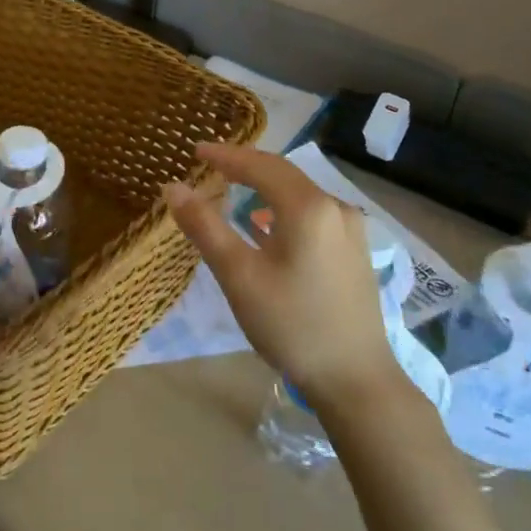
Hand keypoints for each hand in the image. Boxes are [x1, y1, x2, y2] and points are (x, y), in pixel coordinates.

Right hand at [163, 143, 398, 409]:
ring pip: (300, 192)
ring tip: (233, 189)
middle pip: (283, 173)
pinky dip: (283, 207)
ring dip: (265, 186)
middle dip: (245, 166)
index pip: (260, 165)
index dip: (226, 155)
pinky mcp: (355, 251)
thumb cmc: (292, 325)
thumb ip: (205, 226)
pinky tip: (267, 224)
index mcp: (307, 207)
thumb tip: (173, 187)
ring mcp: (351, 229)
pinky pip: (313, 212)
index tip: (195, 149)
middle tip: (210, 164)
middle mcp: (335, 207)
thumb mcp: (239, 276)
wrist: (357, 381)